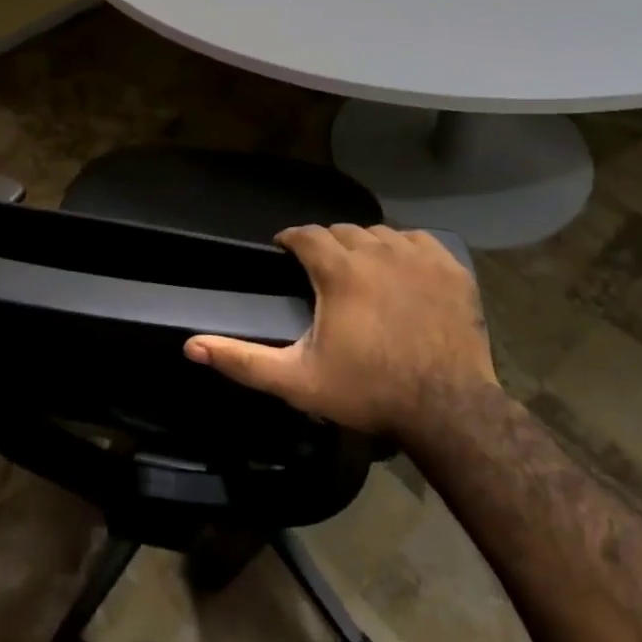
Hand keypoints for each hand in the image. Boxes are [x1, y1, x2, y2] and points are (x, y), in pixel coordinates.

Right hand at [184, 224, 494, 439]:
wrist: (448, 410)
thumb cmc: (368, 392)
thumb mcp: (297, 380)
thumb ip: (242, 360)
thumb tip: (191, 347)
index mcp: (340, 271)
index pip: (306, 234)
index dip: (291, 240)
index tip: (284, 252)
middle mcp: (378, 251)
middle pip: (342, 231)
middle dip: (326, 244)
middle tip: (321, 271)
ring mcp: (419, 257)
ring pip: (380, 233)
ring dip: (363, 245)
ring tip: (359, 271)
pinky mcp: (450, 268)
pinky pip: (418, 241)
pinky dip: (403, 249)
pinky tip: (401, 271)